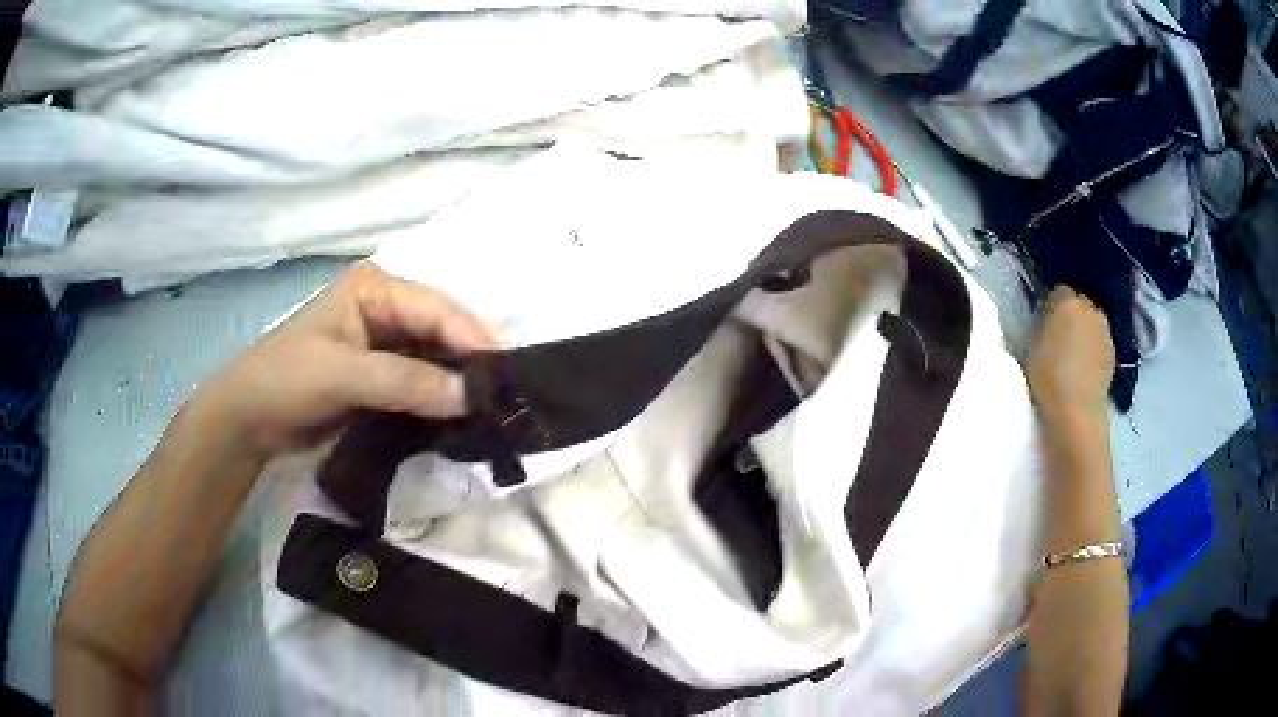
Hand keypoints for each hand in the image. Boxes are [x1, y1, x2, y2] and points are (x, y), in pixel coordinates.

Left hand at [195, 263, 494, 456]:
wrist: (251, 421)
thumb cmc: (287, 379)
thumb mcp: (343, 374)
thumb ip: (406, 382)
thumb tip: (471, 395)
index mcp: (375, 289)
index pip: (435, 308)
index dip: (471, 338)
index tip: (504, 375)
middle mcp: (386, 311)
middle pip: (441, 333)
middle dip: (470, 363)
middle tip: (507, 397)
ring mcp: (385, 348)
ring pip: (436, 362)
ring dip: (459, 387)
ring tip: (494, 413)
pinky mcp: (383, 381)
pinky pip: (423, 388)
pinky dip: (441, 404)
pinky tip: (463, 421)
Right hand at [1027, 286, 1114, 427]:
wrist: (1076, 409)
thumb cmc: (1048, 376)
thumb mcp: (1032, 345)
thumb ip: (1042, 324)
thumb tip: (1047, 320)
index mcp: (1067, 302)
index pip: (1059, 292)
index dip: (1051, 306)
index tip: (1045, 322)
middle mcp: (1089, 309)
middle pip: (1080, 303)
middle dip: (1072, 314)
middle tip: (1060, 336)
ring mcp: (1104, 331)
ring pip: (1093, 321)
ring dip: (1085, 330)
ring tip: (1075, 352)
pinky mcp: (1113, 352)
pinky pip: (1101, 341)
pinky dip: (1094, 348)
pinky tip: (1086, 367)